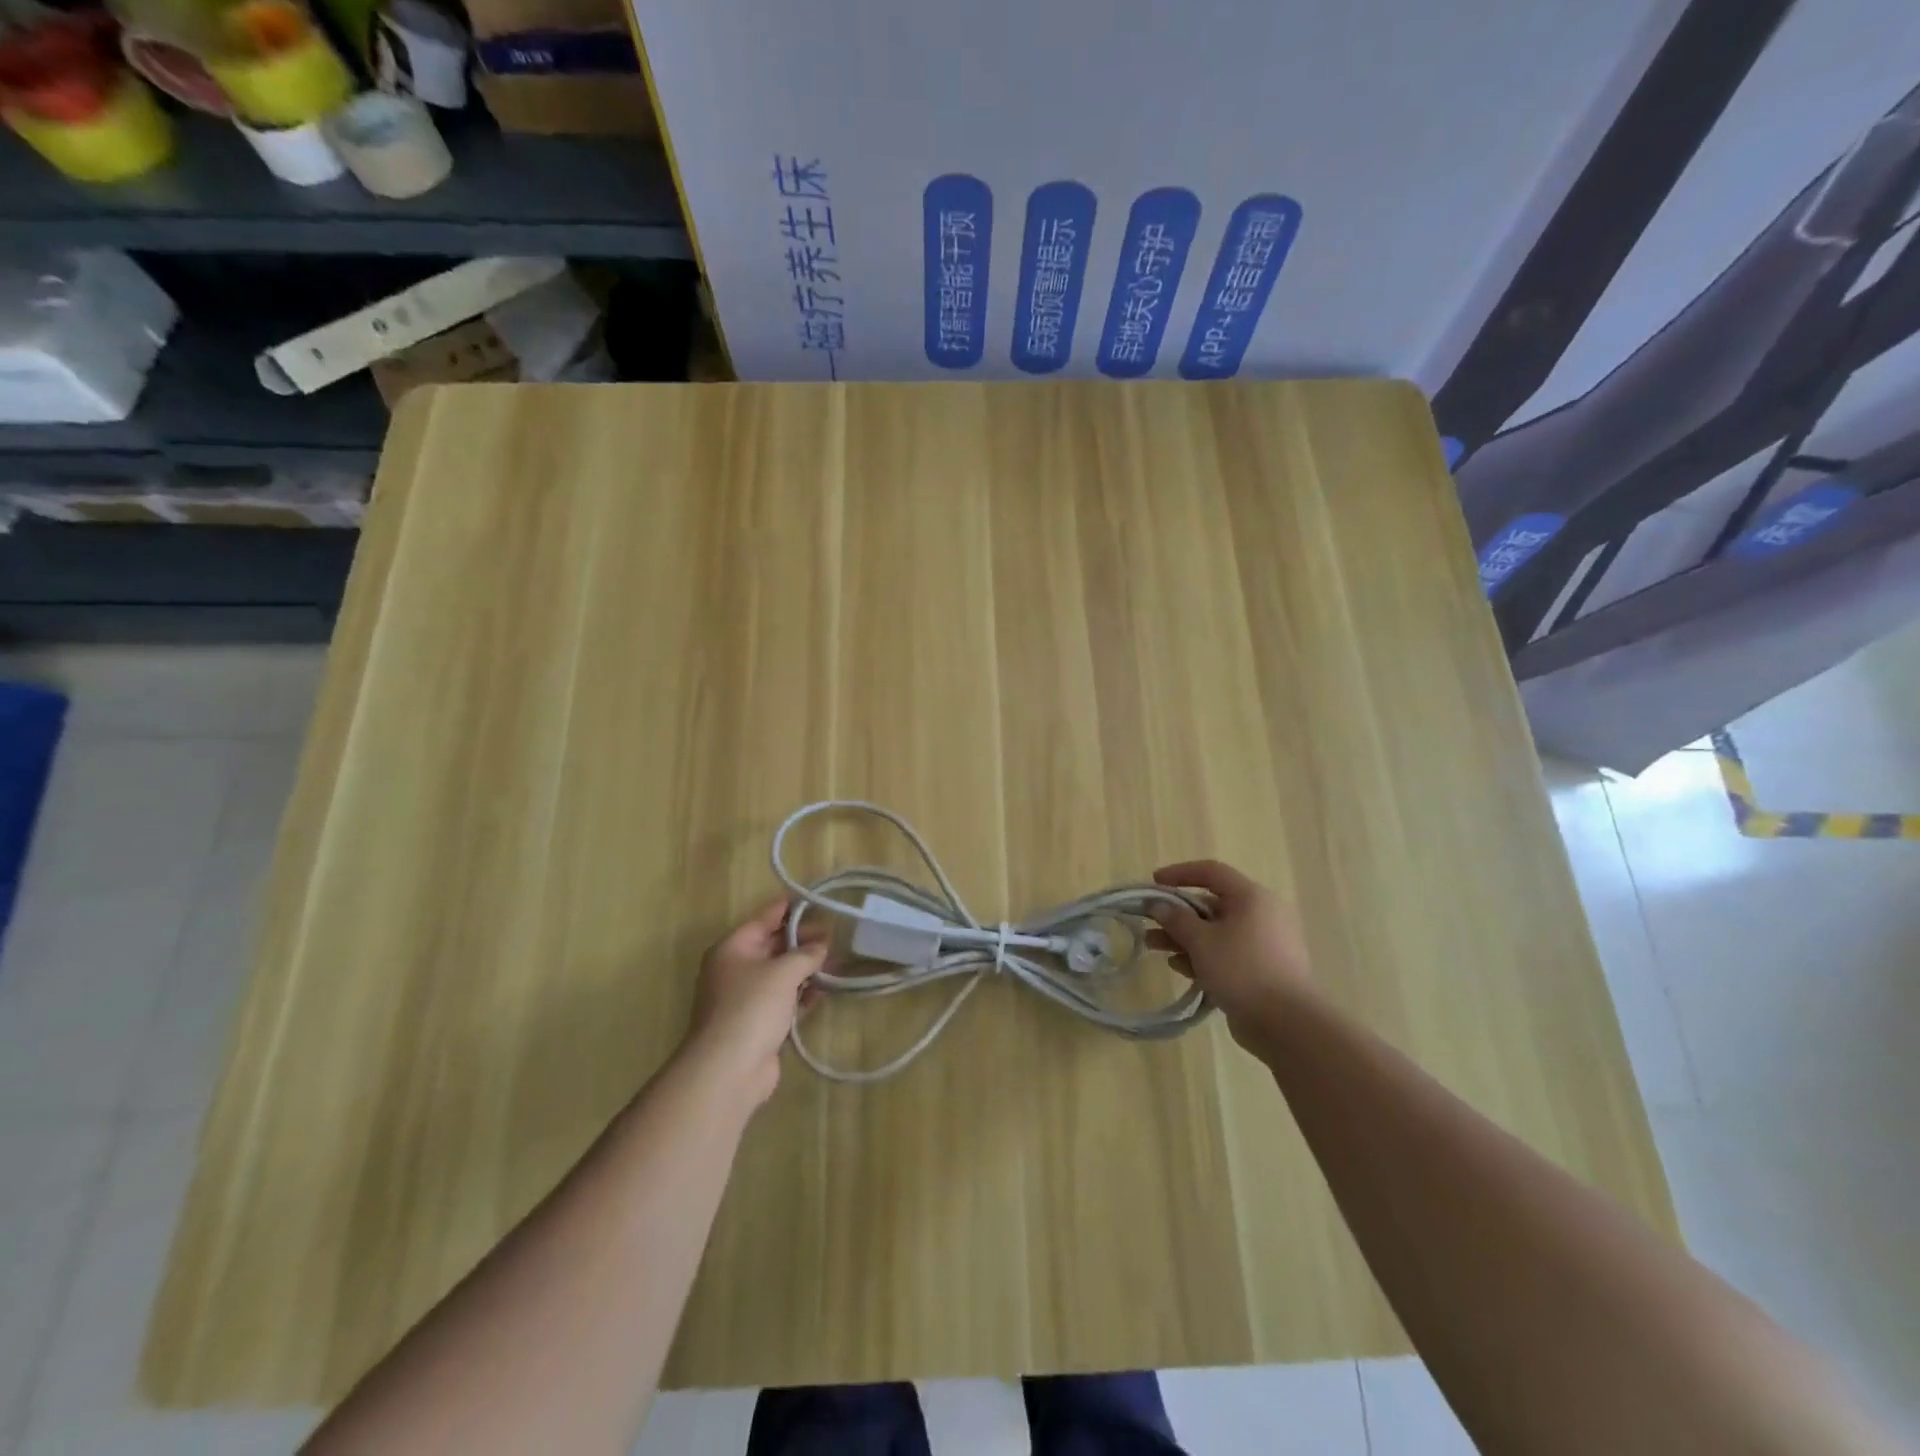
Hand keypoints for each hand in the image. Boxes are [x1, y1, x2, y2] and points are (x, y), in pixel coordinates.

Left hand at [681, 898, 826, 1109]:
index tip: (819, 900)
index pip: (765, 917)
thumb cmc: (751, 1008)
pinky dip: (803, 993)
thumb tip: (821, 945)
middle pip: (773, 945)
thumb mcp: (782, 972)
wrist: (728, 1070)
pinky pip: (784, 999)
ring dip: (806, 968)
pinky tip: (826, 989)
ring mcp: (746, 998)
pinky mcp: (758, 1023)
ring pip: (781, 974)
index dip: (791, 908)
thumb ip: (806, 954)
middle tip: (835, 935)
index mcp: (733, 948)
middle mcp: (736, 969)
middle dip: (803, 940)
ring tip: (837, 961)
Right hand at [1147, 860, 1311, 1045]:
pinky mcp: (1262, 969)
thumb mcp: (1201, 941)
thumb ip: (1176, 919)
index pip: (1212, 872)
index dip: (1180, 873)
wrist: (1287, 1023)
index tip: (1154, 882)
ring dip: (1184, 937)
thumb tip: (1159, 906)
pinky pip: (1227, 953)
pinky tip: (1180, 968)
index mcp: (1251, 897)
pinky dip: (1203, 956)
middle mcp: (1261, 914)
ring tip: (1155, 947)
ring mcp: (1263, 943)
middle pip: (1212, 904)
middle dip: (1177, 913)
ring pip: (1217, 931)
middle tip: (1150, 922)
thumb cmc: (1242, 969)